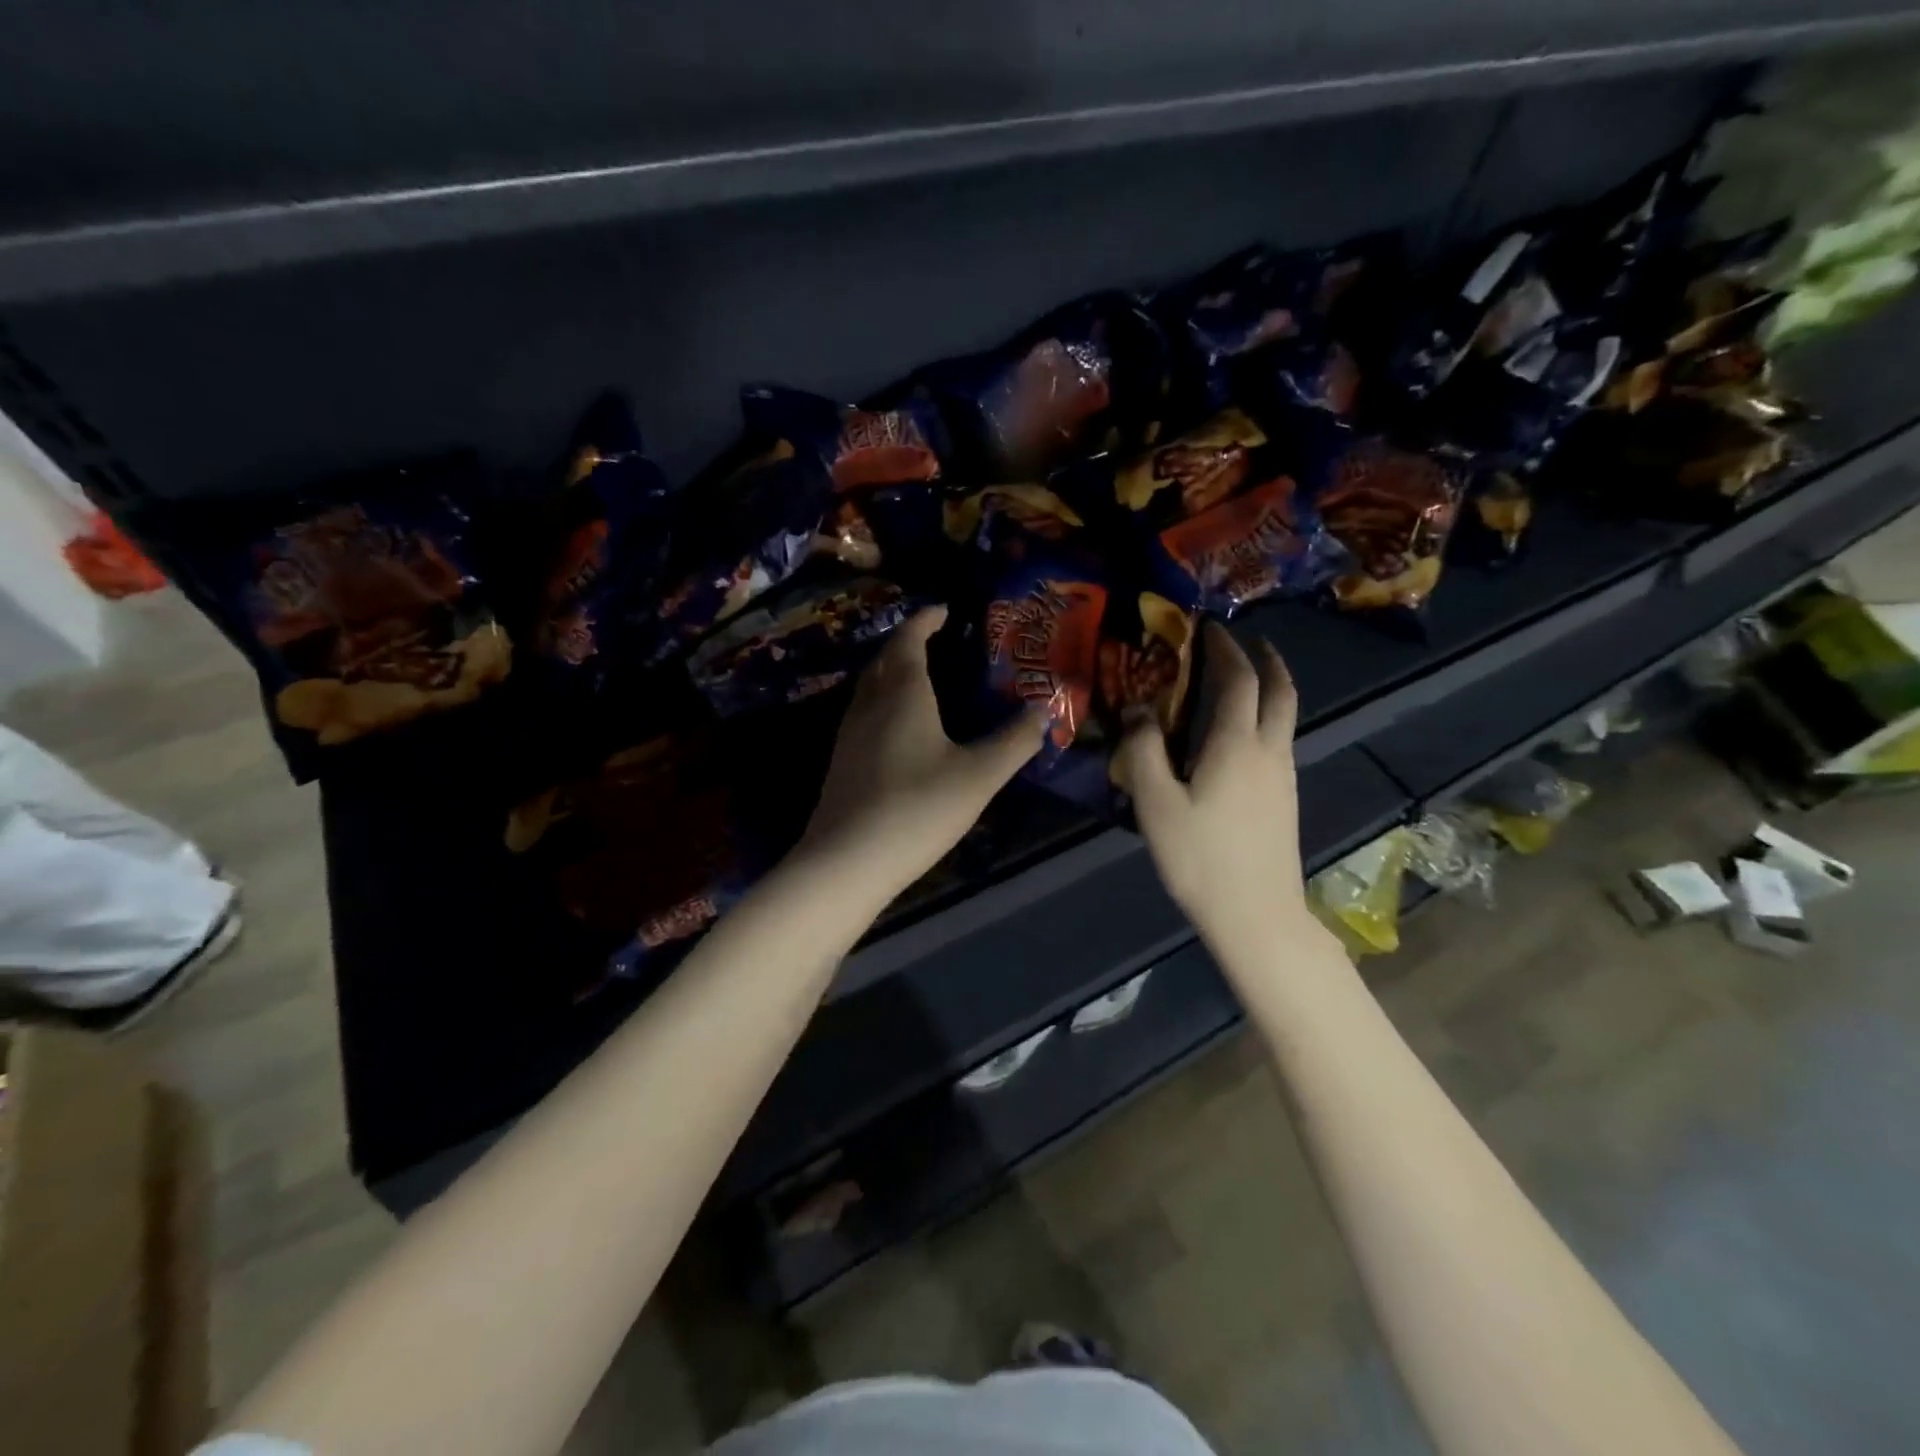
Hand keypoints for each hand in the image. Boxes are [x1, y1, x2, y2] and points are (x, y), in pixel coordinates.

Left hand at [798, 607, 1044, 903]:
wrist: (847, 861)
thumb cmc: (918, 808)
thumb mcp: (979, 775)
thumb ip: (1014, 741)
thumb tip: (1044, 710)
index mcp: (902, 693)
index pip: (909, 639)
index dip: (925, 620)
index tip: (944, 610)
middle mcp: (870, 703)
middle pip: (884, 659)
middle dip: (907, 642)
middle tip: (935, 641)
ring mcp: (849, 733)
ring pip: (869, 687)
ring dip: (891, 672)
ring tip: (920, 678)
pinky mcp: (841, 762)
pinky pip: (864, 713)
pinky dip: (883, 702)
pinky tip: (899, 728)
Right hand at [1113, 623, 1308, 948]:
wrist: (1256, 914)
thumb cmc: (1199, 856)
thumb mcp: (1156, 802)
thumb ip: (1143, 749)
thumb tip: (1138, 709)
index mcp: (1237, 744)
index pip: (1239, 679)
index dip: (1225, 649)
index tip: (1209, 629)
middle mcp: (1269, 751)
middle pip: (1280, 691)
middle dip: (1266, 660)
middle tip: (1246, 643)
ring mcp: (1283, 776)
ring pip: (1284, 717)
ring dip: (1268, 689)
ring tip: (1239, 684)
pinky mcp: (1285, 799)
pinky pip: (1278, 741)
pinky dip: (1264, 719)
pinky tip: (1237, 737)